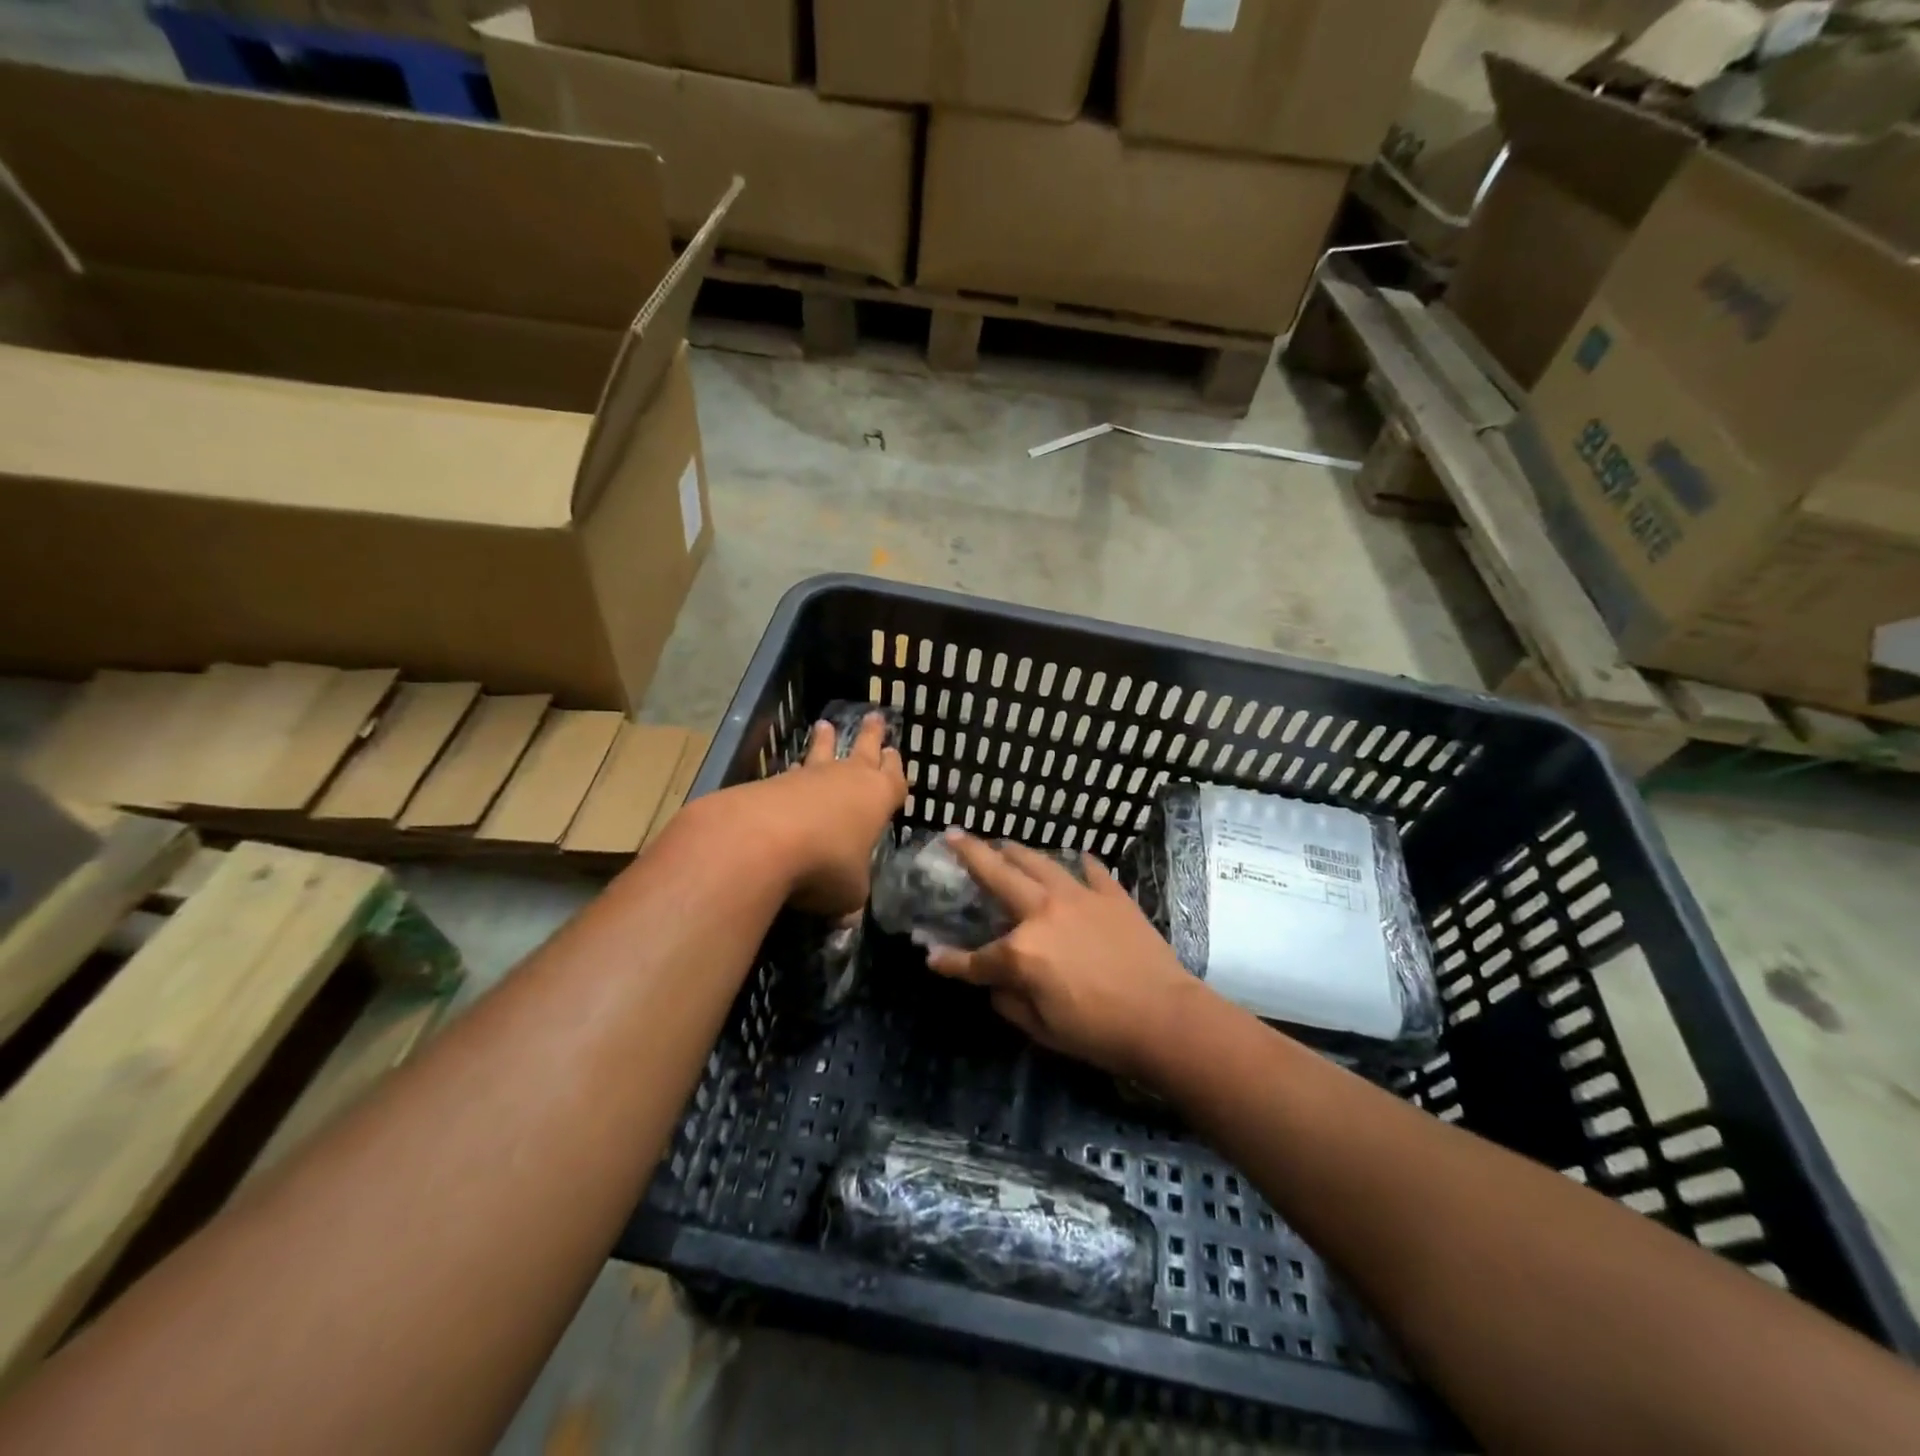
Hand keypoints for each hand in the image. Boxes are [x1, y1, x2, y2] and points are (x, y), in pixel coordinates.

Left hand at [718, 712, 905, 917]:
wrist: (763, 841)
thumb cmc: (826, 864)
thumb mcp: (850, 892)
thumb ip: (852, 896)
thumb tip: (845, 916)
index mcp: (878, 799)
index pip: (894, 779)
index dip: (895, 768)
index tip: (894, 752)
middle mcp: (848, 779)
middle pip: (864, 751)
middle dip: (871, 736)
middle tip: (874, 717)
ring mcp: (810, 777)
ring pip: (823, 753)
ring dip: (826, 741)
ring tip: (825, 726)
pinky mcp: (774, 782)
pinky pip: (792, 773)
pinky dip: (795, 773)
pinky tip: (790, 773)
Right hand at [924, 832, 1196, 1081]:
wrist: (1165, 1018)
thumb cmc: (1099, 1032)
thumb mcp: (1043, 1029)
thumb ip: (1010, 1002)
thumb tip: (996, 985)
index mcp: (1022, 951)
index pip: (975, 958)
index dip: (949, 962)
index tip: (932, 958)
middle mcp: (1043, 912)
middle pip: (998, 875)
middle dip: (970, 854)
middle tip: (954, 836)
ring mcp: (1079, 897)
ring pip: (1039, 862)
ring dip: (1016, 851)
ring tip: (1004, 844)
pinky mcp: (1112, 895)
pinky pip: (1091, 870)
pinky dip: (1079, 864)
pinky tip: (1076, 859)